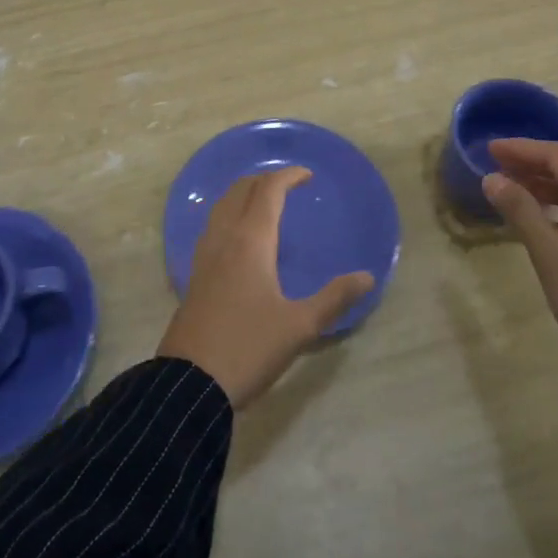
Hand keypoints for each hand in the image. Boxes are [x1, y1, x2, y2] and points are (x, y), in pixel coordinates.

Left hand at [156, 167, 374, 409]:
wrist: (190, 382)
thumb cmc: (249, 347)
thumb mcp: (300, 326)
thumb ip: (334, 298)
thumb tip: (367, 276)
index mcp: (251, 241)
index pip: (268, 191)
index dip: (287, 176)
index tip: (307, 175)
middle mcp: (225, 238)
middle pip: (241, 191)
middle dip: (264, 180)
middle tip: (288, 184)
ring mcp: (204, 255)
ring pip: (222, 206)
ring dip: (243, 194)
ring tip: (263, 201)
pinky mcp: (194, 274)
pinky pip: (212, 226)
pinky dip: (229, 214)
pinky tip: (237, 236)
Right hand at [483, 139, 557, 354]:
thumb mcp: (550, 254)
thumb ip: (520, 211)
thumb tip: (492, 178)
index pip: (557, 157)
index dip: (521, 149)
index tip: (489, 149)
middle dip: (530, 164)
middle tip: (494, 167)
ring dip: (541, 184)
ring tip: (508, 189)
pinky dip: (554, 205)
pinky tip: (535, 217)